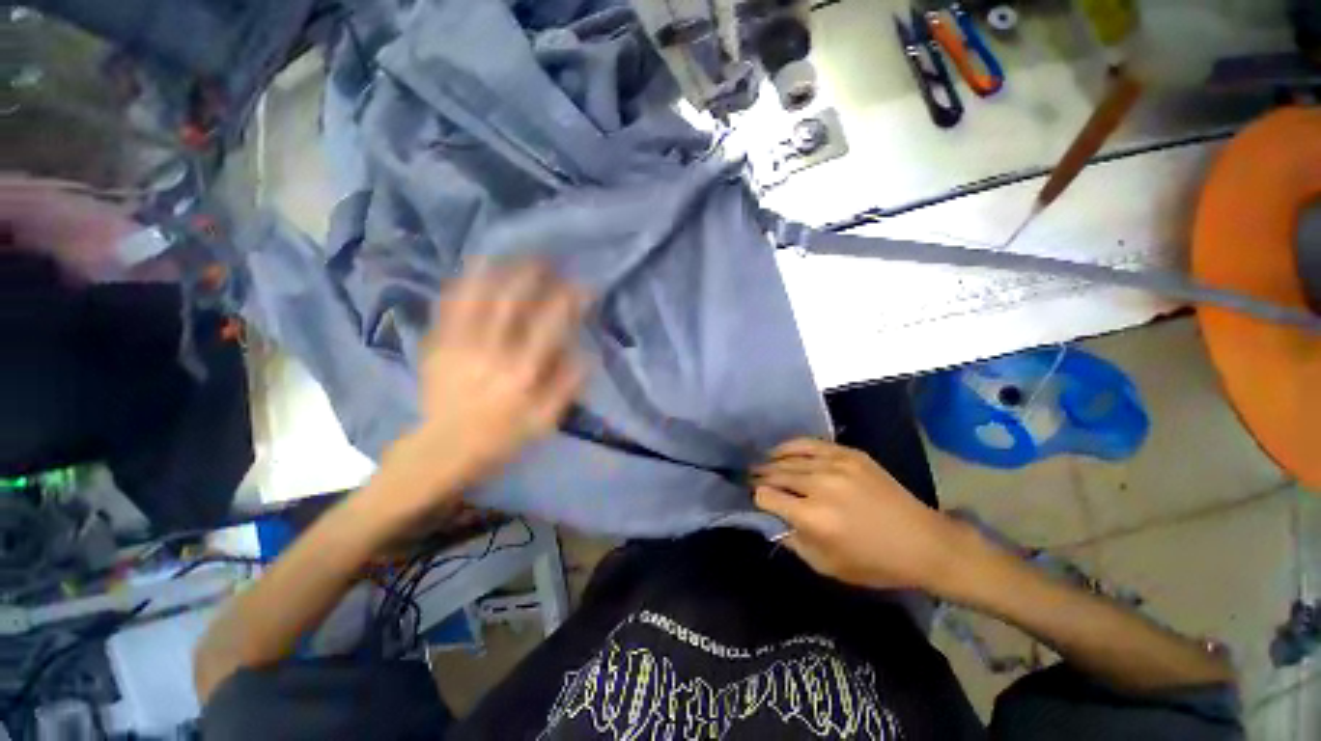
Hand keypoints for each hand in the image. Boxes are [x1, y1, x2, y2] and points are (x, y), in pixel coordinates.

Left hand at [369, 260, 587, 522]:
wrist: (443, 449)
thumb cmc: (501, 436)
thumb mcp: (545, 421)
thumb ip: (567, 385)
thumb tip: (587, 352)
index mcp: (522, 372)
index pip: (550, 324)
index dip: (569, 299)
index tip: (582, 285)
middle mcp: (491, 352)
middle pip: (512, 301)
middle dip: (532, 274)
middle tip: (547, 259)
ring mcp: (459, 345)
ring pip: (478, 296)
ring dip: (498, 270)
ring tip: (513, 254)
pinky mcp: (437, 345)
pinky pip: (449, 306)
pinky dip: (463, 283)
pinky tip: (474, 268)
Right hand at [751, 438, 977, 593]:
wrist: (924, 542)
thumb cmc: (874, 563)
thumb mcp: (826, 566)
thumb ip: (792, 541)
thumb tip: (770, 519)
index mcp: (812, 517)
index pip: (766, 496)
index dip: (757, 499)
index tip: (757, 502)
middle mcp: (819, 485)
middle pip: (774, 473)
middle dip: (758, 478)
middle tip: (749, 479)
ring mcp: (835, 465)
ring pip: (788, 457)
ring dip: (770, 462)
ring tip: (760, 465)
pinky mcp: (849, 454)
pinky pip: (809, 443)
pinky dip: (790, 446)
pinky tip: (780, 450)